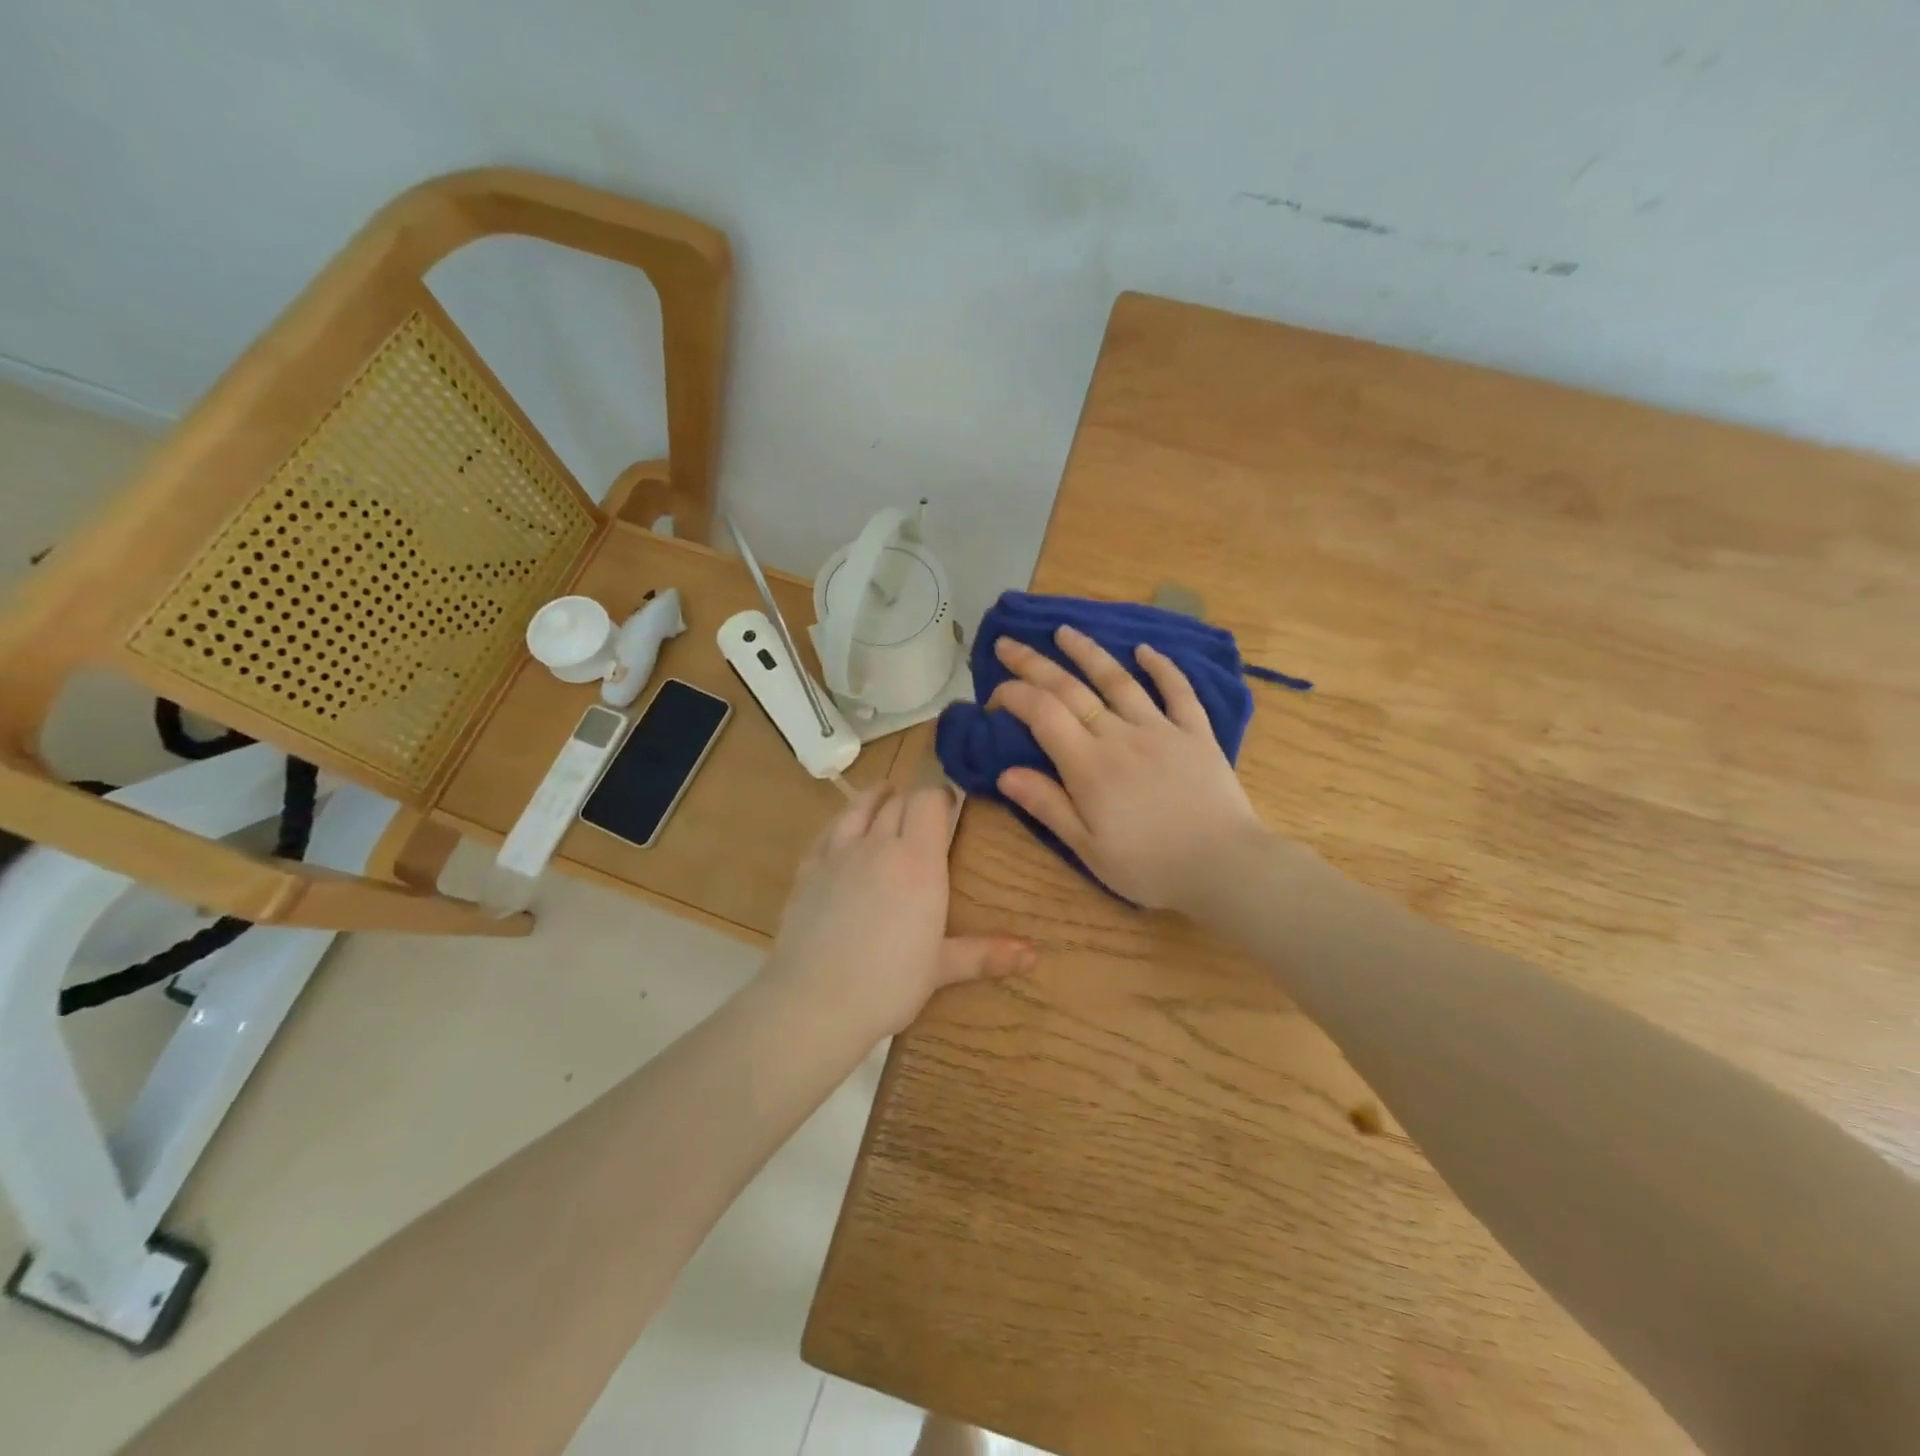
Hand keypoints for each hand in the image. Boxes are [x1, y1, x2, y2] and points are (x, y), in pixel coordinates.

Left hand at [763, 784, 1034, 1038]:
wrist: (814, 1002)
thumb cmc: (888, 985)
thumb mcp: (941, 968)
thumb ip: (985, 954)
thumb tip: (1033, 955)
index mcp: (918, 862)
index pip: (928, 802)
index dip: (939, 796)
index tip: (949, 804)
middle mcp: (878, 845)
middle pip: (897, 802)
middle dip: (913, 800)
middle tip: (923, 812)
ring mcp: (838, 854)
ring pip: (858, 808)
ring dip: (876, 797)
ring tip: (885, 795)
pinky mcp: (807, 869)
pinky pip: (828, 831)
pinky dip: (842, 822)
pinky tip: (844, 829)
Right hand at [988, 626, 1269, 908]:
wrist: (1224, 867)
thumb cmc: (1149, 866)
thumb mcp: (1088, 847)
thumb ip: (1048, 805)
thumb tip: (1005, 773)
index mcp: (1088, 765)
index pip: (1042, 713)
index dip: (1014, 695)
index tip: (994, 696)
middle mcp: (1120, 735)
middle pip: (1070, 689)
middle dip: (1033, 663)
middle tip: (1008, 643)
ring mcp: (1161, 729)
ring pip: (1118, 680)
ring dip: (1088, 652)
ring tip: (1065, 631)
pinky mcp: (1196, 733)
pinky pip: (1177, 692)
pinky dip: (1162, 667)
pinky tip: (1145, 650)